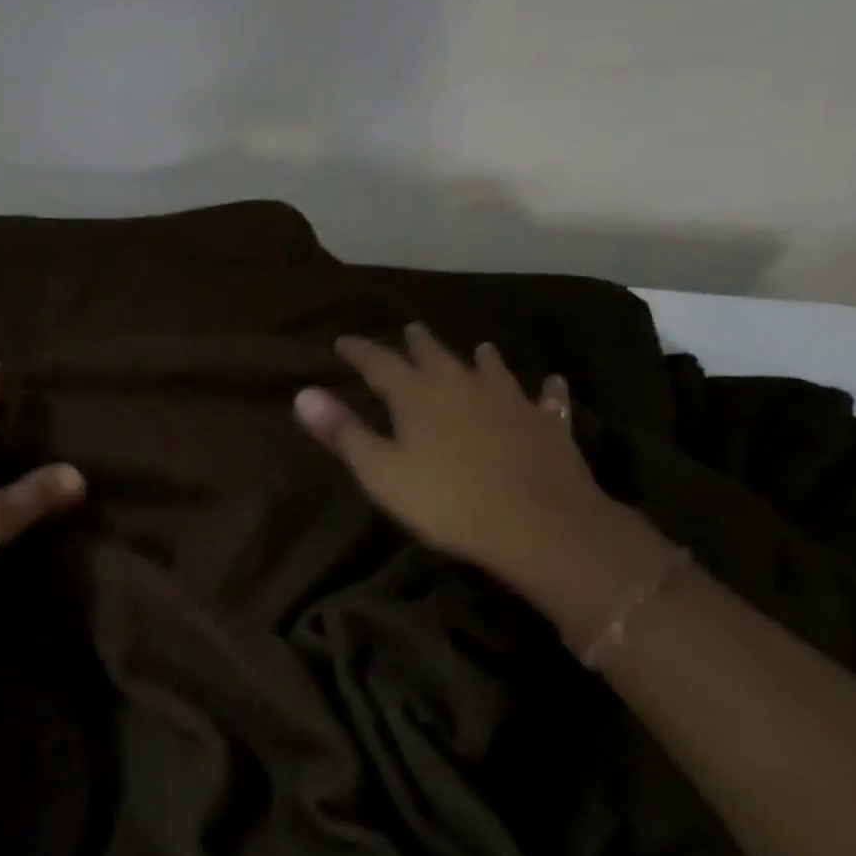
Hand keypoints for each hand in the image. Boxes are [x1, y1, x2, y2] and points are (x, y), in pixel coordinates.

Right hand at [294, 322, 646, 606]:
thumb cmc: (448, 501)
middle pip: (434, 355)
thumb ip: (343, 431)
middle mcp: (461, 385)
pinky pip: (546, 400)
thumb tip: (303, 393)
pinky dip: (546, 390)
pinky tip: (552, 383)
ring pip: (491, 369)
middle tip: (411, 329)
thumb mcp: (381, 472)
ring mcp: (509, 401)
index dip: (358, 350)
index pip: (378, 362)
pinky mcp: (547, 424)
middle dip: (418, 343)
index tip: (342, 341)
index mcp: (416, 394)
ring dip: (481, 358)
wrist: (541, 525)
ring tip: (479, 348)